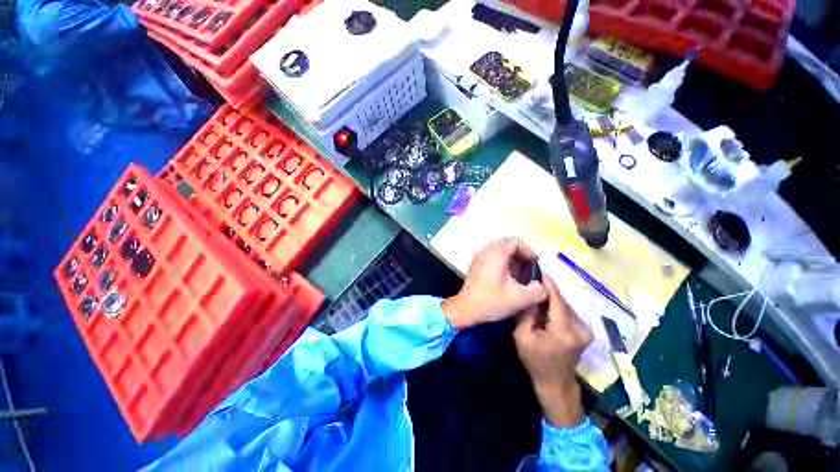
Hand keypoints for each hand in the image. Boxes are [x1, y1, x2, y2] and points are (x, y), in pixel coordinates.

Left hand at [442, 238, 547, 329]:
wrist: (466, 308)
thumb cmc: (492, 302)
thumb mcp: (520, 299)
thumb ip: (538, 290)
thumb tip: (540, 284)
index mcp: (496, 255)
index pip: (515, 242)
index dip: (528, 250)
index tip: (535, 263)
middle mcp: (486, 251)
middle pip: (506, 243)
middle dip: (520, 253)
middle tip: (528, 266)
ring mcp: (478, 256)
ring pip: (498, 248)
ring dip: (511, 256)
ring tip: (519, 271)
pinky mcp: (475, 263)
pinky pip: (491, 254)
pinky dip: (502, 259)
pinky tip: (507, 274)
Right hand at [514, 274, 592, 426]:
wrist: (555, 383)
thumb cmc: (535, 361)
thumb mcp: (522, 336)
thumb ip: (527, 313)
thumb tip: (530, 293)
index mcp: (564, 330)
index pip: (556, 298)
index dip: (547, 282)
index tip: (537, 269)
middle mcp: (580, 327)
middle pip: (561, 300)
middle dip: (546, 291)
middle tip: (531, 282)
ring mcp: (585, 329)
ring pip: (564, 305)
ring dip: (551, 299)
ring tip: (536, 295)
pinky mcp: (585, 331)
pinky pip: (568, 312)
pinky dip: (556, 308)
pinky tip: (545, 309)